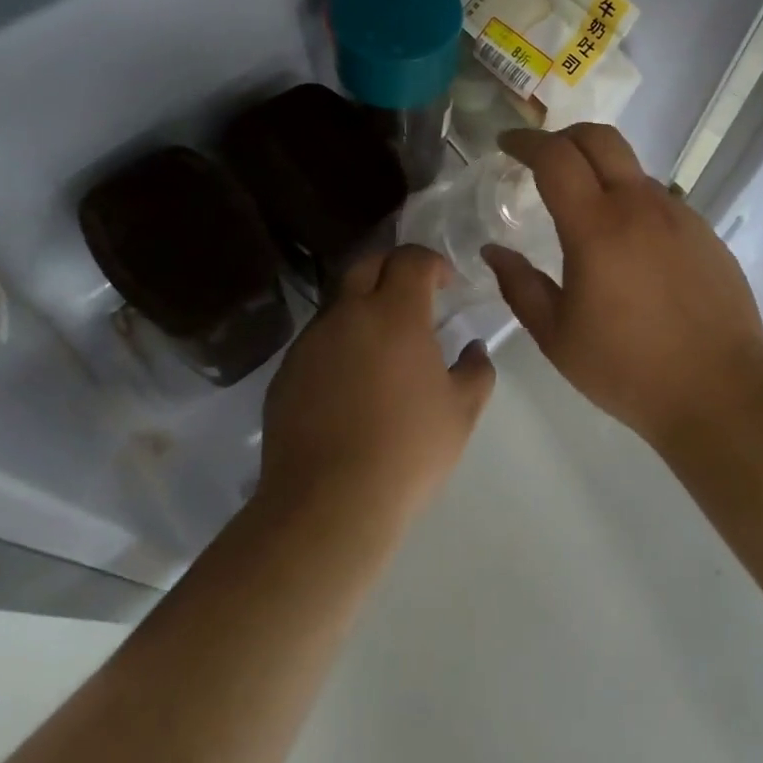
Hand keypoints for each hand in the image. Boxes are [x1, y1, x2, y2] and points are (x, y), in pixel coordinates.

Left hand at [257, 246, 494, 534]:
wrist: (328, 503)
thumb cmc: (407, 451)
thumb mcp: (461, 412)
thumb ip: (476, 370)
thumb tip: (473, 348)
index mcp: (394, 314)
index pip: (411, 259)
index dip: (431, 263)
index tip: (446, 284)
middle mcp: (348, 314)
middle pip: (367, 264)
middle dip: (392, 268)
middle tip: (412, 295)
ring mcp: (311, 342)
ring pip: (338, 303)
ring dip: (362, 307)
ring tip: (381, 345)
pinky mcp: (286, 372)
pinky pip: (317, 340)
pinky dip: (338, 343)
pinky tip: (350, 383)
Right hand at [482, 125, 762, 447]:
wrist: (722, 394)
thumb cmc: (628, 370)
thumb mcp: (557, 336)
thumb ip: (519, 286)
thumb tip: (493, 252)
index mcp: (597, 227)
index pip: (556, 157)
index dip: (526, 141)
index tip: (506, 144)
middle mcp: (641, 206)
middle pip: (600, 138)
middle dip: (563, 136)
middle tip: (540, 159)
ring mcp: (680, 215)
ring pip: (632, 169)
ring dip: (599, 172)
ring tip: (583, 212)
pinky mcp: (705, 233)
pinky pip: (659, 200)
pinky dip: (631, 202)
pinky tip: (627, 247)